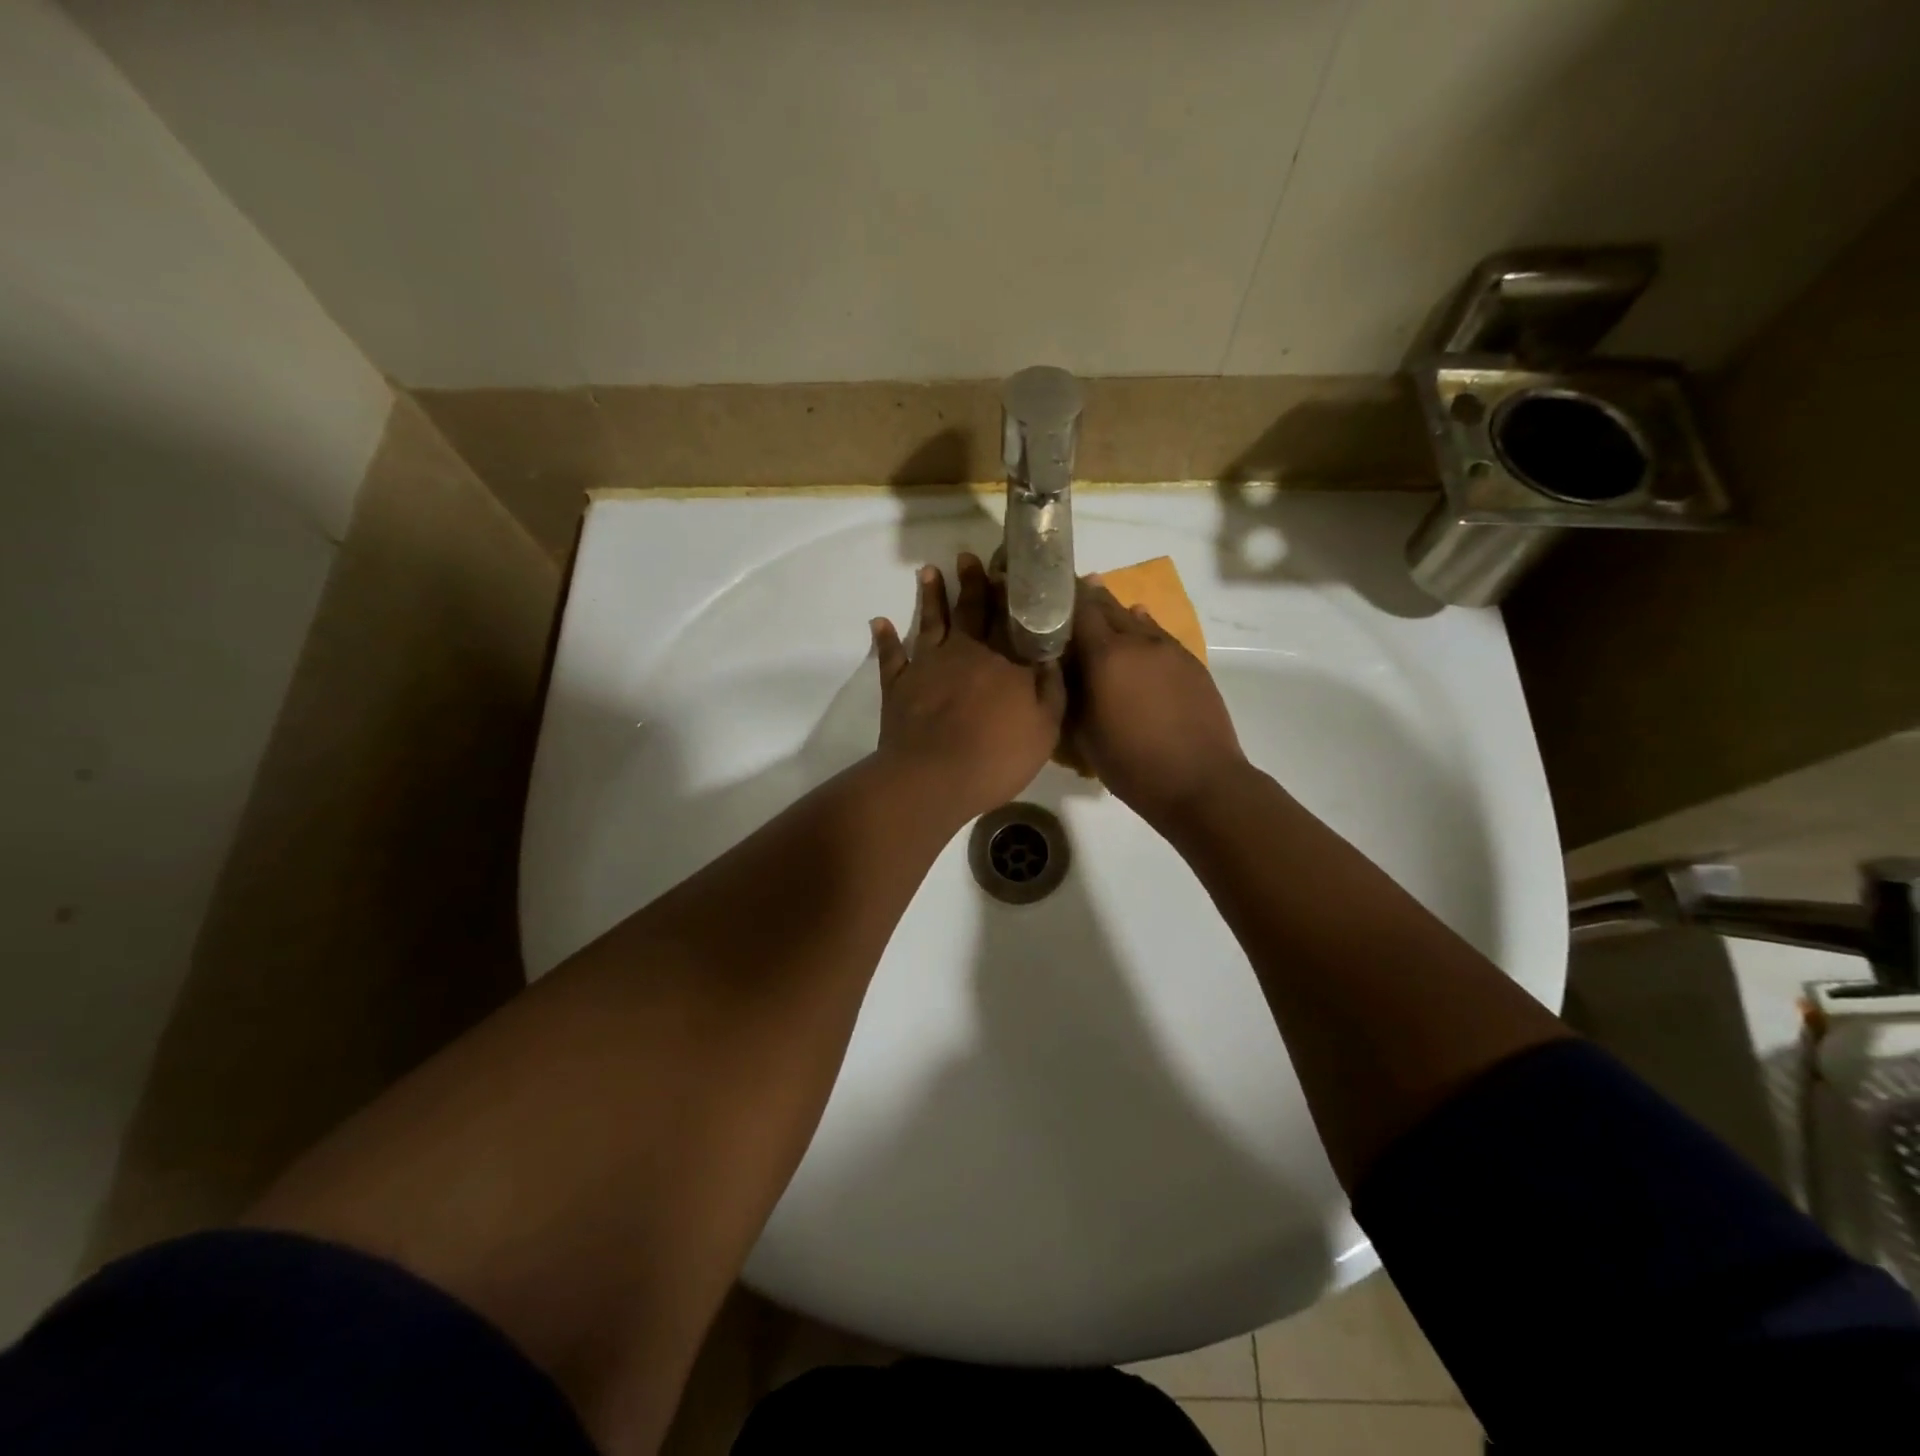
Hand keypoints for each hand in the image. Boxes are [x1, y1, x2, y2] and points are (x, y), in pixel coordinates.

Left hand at [870, 553, 1065, 822]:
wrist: (933, 778)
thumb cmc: (997, 757)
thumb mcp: (1045, 729)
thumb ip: (1052, 690)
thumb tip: (1052, 656)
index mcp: (1005, 661)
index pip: (1011, 619)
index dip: (1010, 593)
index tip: (1008, 568)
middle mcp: (966, 652)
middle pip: (970, 610)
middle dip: (970, 582)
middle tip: (966, 555)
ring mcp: (928, 665)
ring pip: (930, 622)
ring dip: (930, 596)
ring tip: (928, 571)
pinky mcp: (898, 685)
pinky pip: (890, 656)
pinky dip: (885, 638)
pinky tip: (879, 622)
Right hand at [1069, 577, 1246, 828]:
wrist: (1201, 782)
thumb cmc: (1132, 764)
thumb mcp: (1083, 734)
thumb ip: (1069, 692)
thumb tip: (1060, 666)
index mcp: (1106, 656)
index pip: (1078, 609)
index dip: (1060, 598)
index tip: (1045, 596)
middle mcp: (1137, 641)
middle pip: (1107, 606)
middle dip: (1086, 599)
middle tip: (1067, 597)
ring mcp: (1169, 649)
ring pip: (1136, 618)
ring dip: (1115, 612)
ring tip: (1099, 608)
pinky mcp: (1191, 662)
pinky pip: (1159, 634)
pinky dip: (1142, 627)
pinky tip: (1137, 627)